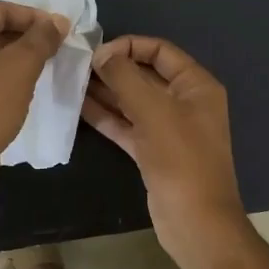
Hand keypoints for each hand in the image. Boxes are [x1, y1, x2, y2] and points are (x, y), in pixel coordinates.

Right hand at [83, 35, 247, 260]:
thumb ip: (125, 77)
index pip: (161, 51)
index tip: (98, 51)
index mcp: (196, 86)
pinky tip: (80, 107)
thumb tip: (102, 53)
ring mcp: (169, 129)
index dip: (130, 46)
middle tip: (78, 65)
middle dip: (114, 68)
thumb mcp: (153, 110)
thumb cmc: (180, 158)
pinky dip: (107, 117)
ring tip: (72, 81)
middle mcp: (185, 102)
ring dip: (106, 91)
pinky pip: (128, 126)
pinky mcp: (153, 152)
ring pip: (134, 102)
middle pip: (146, 75)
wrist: (196, 222)